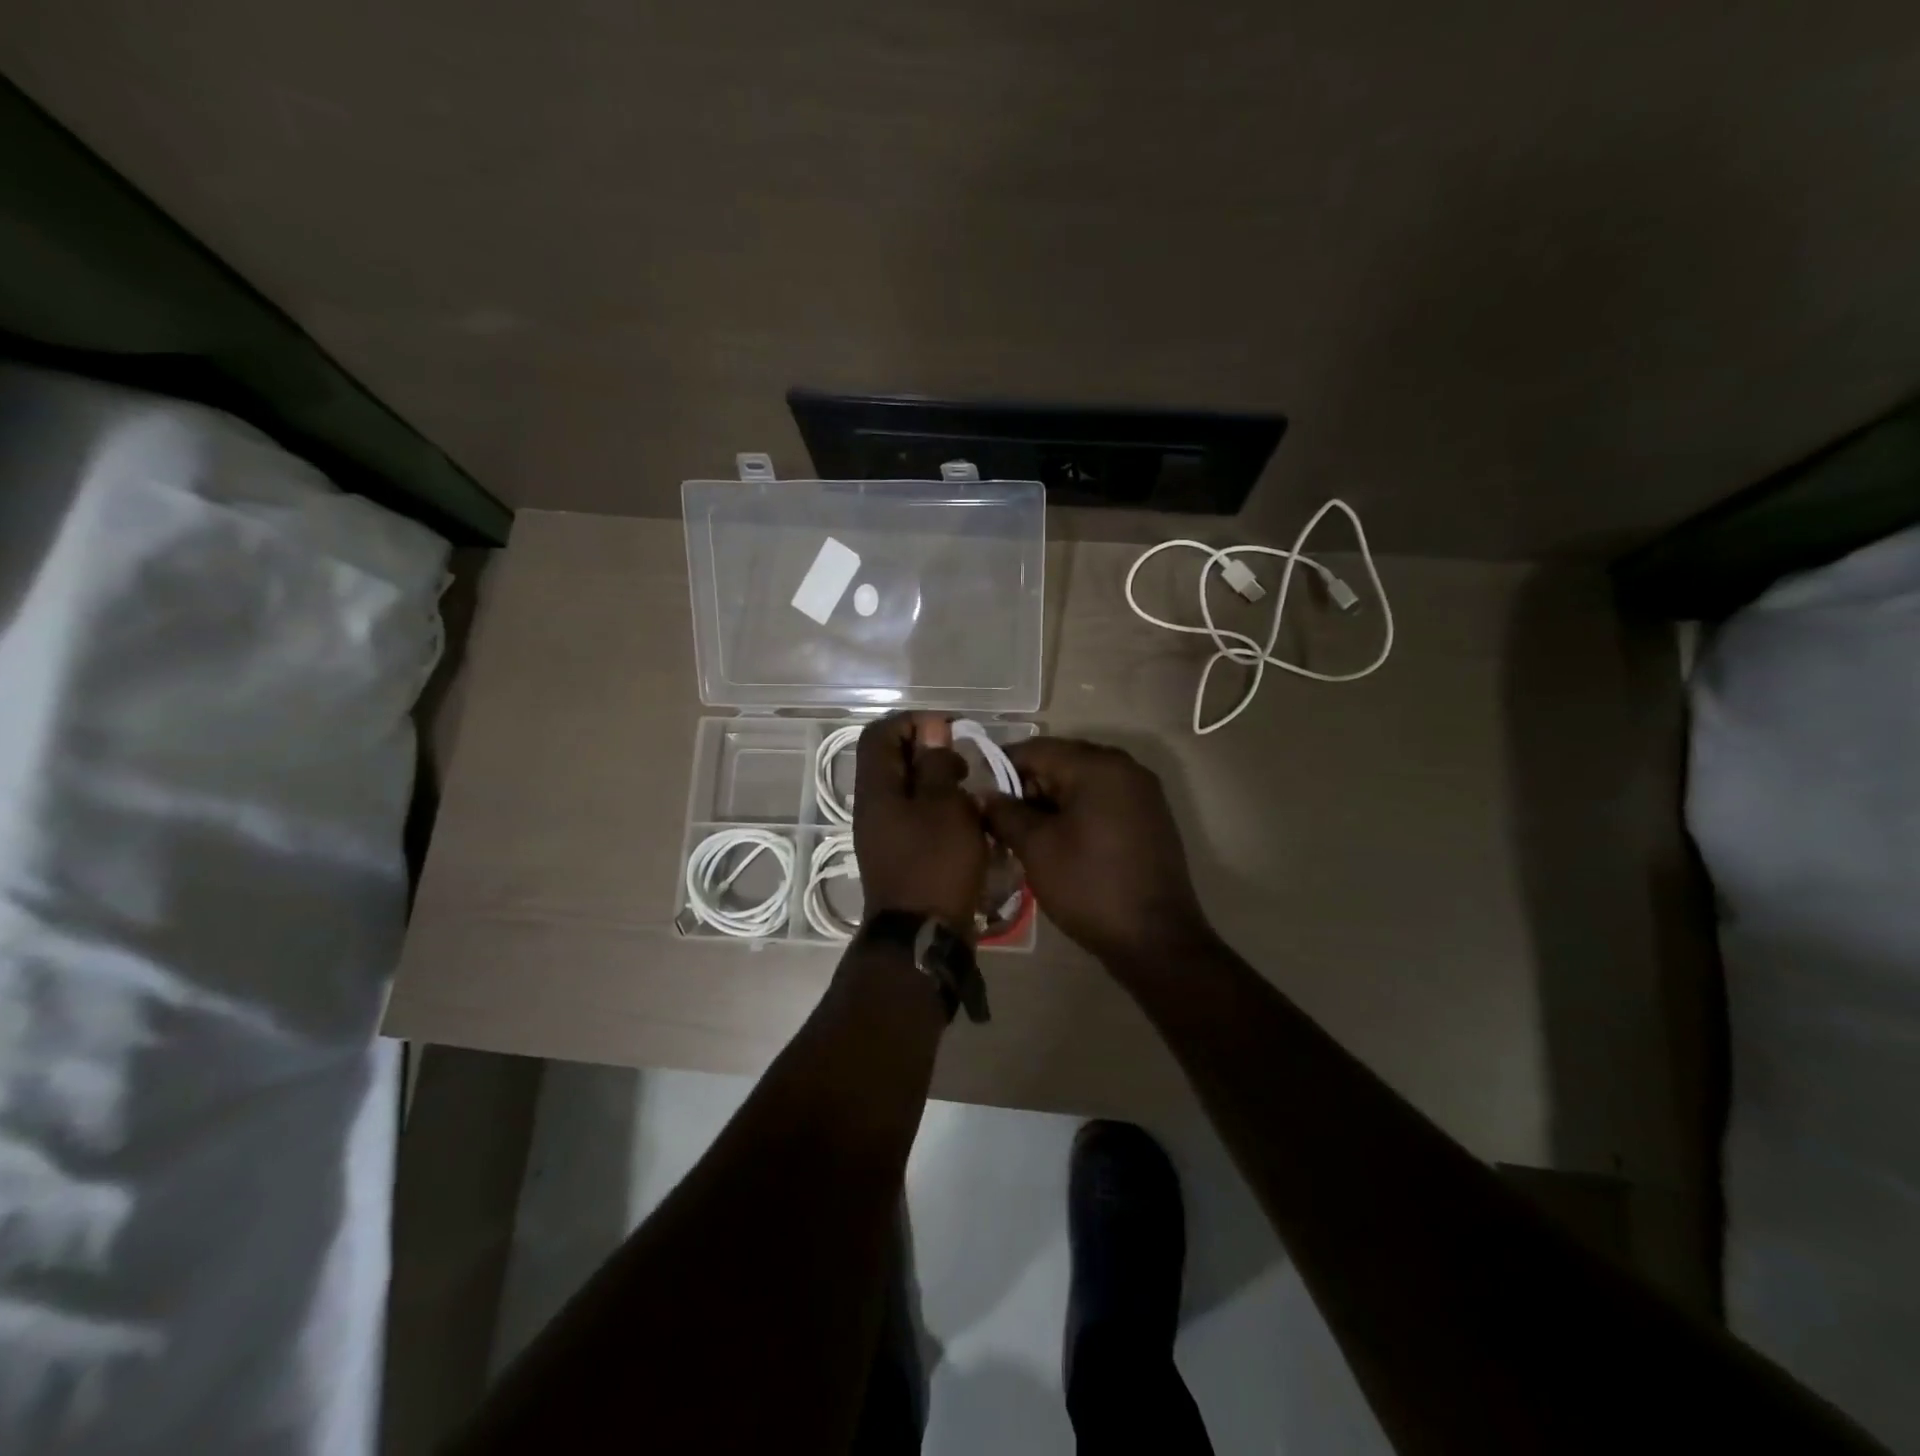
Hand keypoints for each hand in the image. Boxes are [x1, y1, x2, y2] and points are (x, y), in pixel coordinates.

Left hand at [853, 713, 988, 935]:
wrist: (922, 936)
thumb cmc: (935, 864)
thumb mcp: (944, 806)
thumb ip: (936, 765)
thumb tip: (931, 731)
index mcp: (876, 789)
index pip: (880, 734)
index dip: (912, 722)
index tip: (949, 731)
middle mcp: (873, 807)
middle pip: (893, 761)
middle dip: (930, 753)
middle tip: (964, 764)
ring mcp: (885, 833)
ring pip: (908, 791)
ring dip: (938, 784)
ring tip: (971, 794)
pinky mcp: (900, 855)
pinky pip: (916, 818)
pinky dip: (940, 811)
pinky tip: (967, 823)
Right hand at [982, 738, 1213, 966]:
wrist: (1156, 940)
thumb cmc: (1089, 887)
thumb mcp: (1036, 848)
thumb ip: (1005, 813)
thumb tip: (984, 795)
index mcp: (1098, 766)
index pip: (1036, 749)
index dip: (1002, 768)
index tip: (980, 797)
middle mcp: (1125, 767)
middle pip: (1062, 761)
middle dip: (1028, 787)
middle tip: (1002, 821)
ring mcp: (1143, 792)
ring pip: (1082, 782)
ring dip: (1052, 801)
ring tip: (1027, 835)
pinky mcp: (1151, 816)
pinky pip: (1104, 799)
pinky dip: (1078, 811)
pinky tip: (1061, 841)